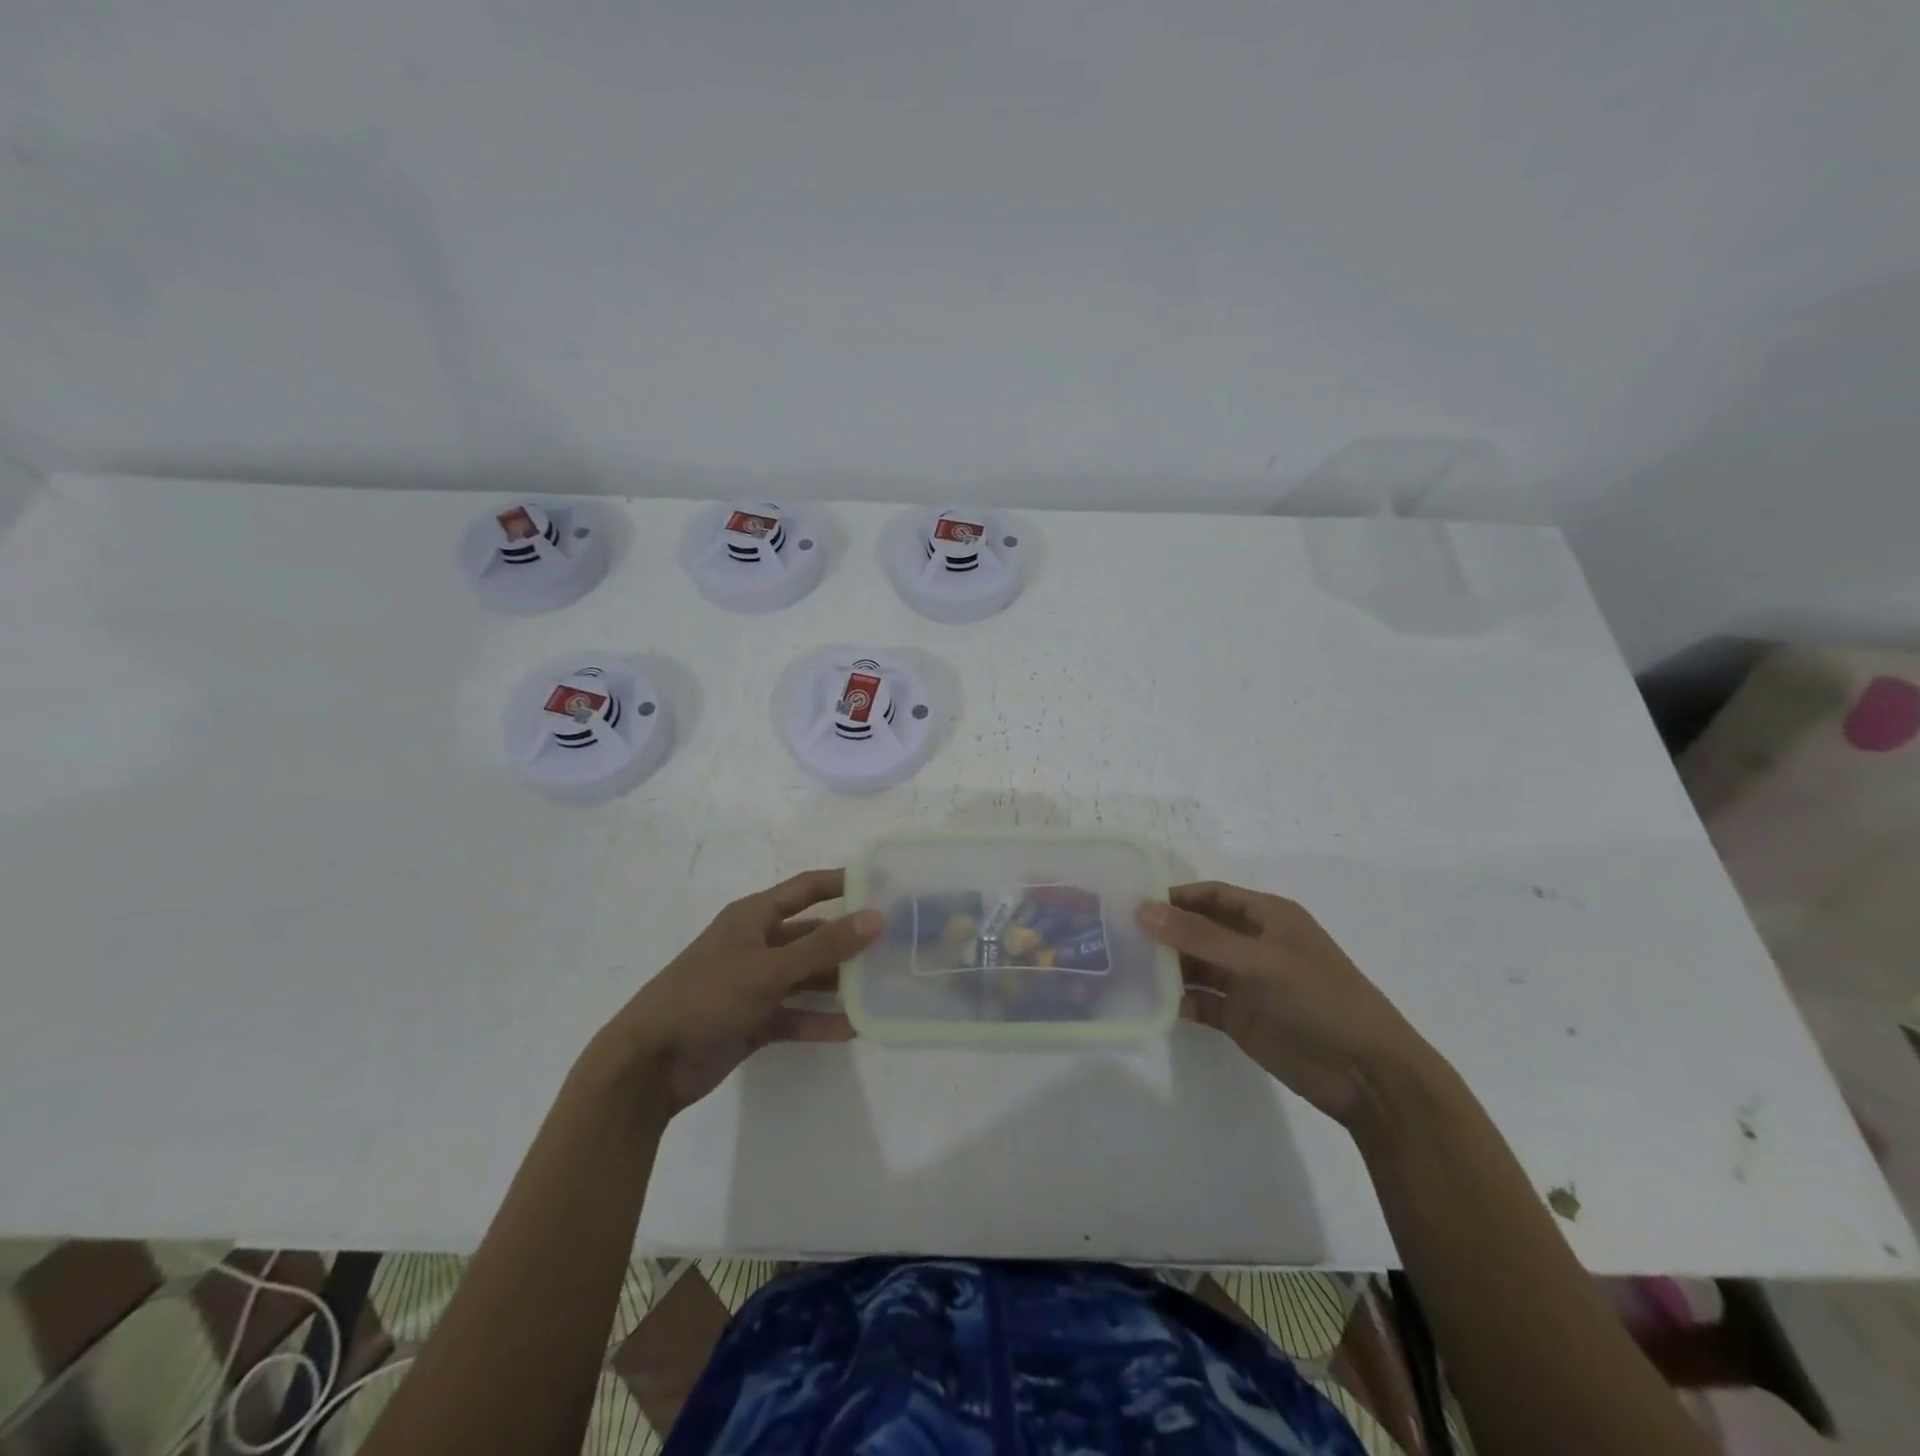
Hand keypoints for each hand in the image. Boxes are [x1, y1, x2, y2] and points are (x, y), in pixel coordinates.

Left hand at [605, 869, 881, 1114]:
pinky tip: (854, 1028)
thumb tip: (876, 917)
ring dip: (838, 983)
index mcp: (753, 917)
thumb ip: (824, 946)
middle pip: (812, 935)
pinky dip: (819, 1020)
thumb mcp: (768, 969)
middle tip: (893, 944)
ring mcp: (754, 984)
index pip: (806, 888)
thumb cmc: (706, 997)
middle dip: (848, 939)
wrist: (649, 1065)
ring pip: (806, 976)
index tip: (884, 883)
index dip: (842, 882)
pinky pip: (795, 1015)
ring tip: (883, 987)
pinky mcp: (753, 1021)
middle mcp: (756, 944)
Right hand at [1136, 881, 1433, 1126]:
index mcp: (1267, 917)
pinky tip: (1148, 1003)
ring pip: (1196, 965)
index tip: (1131, 902)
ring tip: (1122, 967)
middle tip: (1116, 936)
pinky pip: (1200, 1001)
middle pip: (1199, 929)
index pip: (1211, 895)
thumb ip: (1199, 936)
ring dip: (1166, 966)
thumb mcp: (1258, 961)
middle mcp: (1253, 944)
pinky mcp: (1240, 1018)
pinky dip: (1177, 1000)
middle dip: (1163, 931)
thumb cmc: (1318, 999)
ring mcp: (1246, 983)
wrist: (1367, 1075)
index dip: (1174, 896)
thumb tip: (1141, 909)